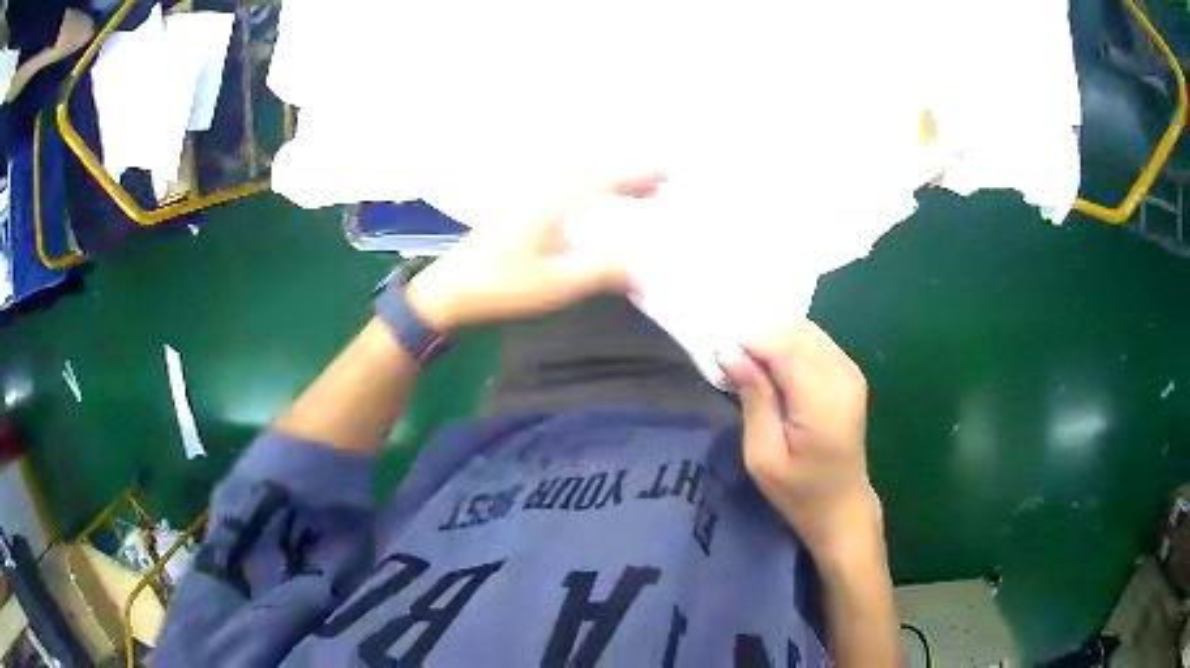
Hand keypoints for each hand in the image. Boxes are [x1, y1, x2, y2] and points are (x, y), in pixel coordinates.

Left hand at [406, 174, 665, 329]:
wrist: (449, 291)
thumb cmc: (502, 284)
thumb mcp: (559, 283)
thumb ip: (604, 272)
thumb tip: (644, 270)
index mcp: (557, 200)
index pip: (609, 180)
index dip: (641, 176)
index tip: (669, 173)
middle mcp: (545, 194)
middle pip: (596, 179)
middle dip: (629, 182)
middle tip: (658, 190)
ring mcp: (529, 205)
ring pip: (581, 190)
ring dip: (610, 193)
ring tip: (635, 201)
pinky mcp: (520, 219)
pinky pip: (567, 203)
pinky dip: (591, 205)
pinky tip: (594, 221)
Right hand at [721, 320, 882, 563]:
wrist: (841, 506)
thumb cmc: (798, 491)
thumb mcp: (763, 456)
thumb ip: (754, 400)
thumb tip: (732, 355)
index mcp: (822, 402)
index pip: (785, 347)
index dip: (751, 345)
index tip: (726, 363)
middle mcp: (843, 377)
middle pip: (797, 331)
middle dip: (763, 340)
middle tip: (740, 371)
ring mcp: (852, 373)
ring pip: (807, 331)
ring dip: (777, 343)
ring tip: (757, 374)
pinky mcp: (851, 374)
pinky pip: (817, 343)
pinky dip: (792, 349)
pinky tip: (779, 375)